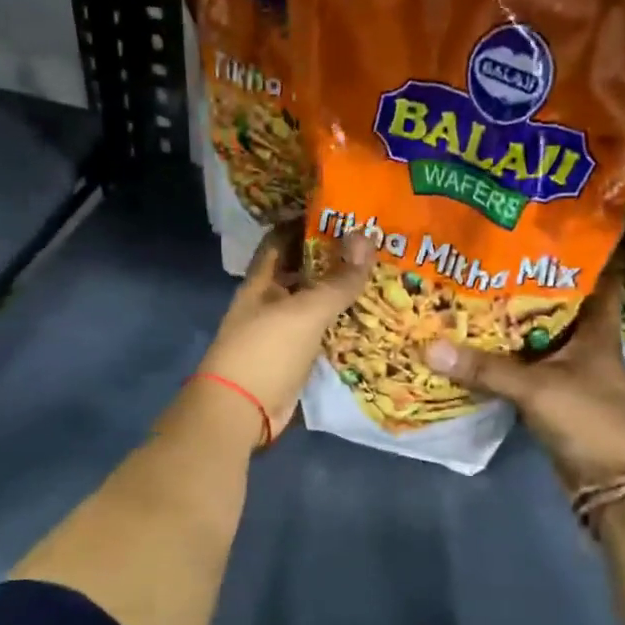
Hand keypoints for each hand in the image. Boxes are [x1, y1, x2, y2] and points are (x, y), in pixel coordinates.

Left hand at [194, 226, 374, 444]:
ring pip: (315, 305)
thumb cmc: (265, 351)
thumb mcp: (305, 311)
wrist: (241, 412)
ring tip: (383, 277)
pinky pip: (322, 335)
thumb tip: (367, 238)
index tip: (343, 212)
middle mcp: (269, 303)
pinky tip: (372, 320)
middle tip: (376, 245)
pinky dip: (343, 327)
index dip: (306, 222)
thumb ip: (337, 280)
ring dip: (342, 294)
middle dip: (333, 258)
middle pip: (302, 271)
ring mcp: (281, 333)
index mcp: (261, 282)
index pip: (281, 239)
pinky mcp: (295, 360)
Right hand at [423, 273, 624, 489]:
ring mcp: (567, 368)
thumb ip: (485, 369)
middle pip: (555, 302)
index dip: (577, 252)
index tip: (542, 230)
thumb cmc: (586, 420)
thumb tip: (430, 346)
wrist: (606, 480)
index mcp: (596, 328)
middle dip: (523, 282)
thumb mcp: (535, 389)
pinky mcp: (550, 391)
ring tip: (469, 290)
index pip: (597, 276)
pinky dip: (501, 354)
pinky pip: (522, 363)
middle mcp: (583, 341)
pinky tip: (471, 341)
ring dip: (508, 320)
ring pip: (535, 334)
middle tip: (484, 258)